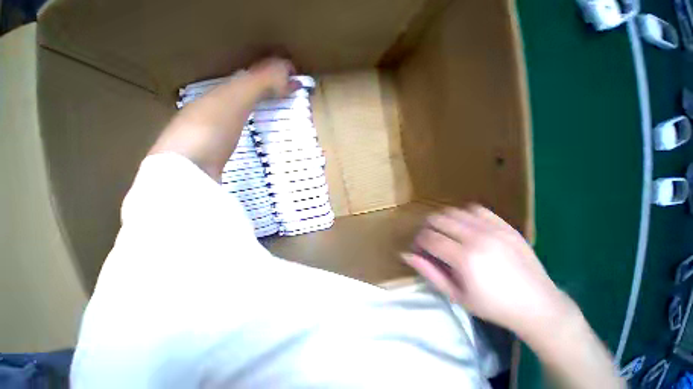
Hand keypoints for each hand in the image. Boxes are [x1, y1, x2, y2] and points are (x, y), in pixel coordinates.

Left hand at [248, 57, 301, 97]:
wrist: (255, 84)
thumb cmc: (274, 87)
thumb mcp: (288, 89)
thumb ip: (294, 86)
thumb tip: (299, 84)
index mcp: (284, 63)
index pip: (291, 66)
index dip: (293, 73)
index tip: (293, 80)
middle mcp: (274, 59)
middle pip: (281, 63)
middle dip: (284, 71)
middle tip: (285, 80)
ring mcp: (264, 61)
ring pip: (272, 65)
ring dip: (274, 72)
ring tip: (276, 81)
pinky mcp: (256, 65)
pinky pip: (264, 69)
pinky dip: (266, 74)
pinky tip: (267, 82)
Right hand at [403, 205, 572, 339]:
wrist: (538, 305)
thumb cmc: (493, 306)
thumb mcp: (455, 295)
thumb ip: (429, 272)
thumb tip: (405, 255)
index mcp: (464, 259)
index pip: (429, 238)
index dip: (419, 241)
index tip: (419, 248)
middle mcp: (476, 238)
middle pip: (438, 220)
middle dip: (427, 228)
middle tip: (430, 240)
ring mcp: (493, 229)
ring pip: (454, 211)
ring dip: (443, 220)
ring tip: (445, 232)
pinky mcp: (505, 225)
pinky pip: (476, 209)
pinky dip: (464, 214)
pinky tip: (465, 226)